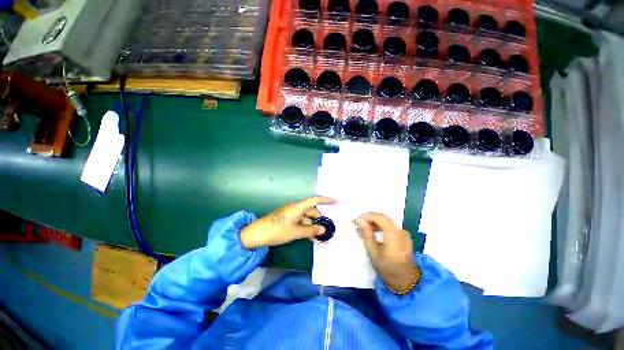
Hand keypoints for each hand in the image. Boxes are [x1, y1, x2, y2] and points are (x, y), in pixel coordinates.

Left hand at [240, 196, 336, 248]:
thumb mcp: (295, 232)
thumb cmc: (277, 231)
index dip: (326, 200)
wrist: (257, 235)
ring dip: (312, 226)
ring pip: (306, 218)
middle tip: (326, 229)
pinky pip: (300, 222)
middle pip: (311, 211)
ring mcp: (291, 214)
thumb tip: (323, 229)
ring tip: (319, 237)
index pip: (314, 200)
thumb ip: (310, 230)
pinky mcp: (287, 219)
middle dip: (319, 219)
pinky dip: (306, 228)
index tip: (336, 201)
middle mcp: (295, 208)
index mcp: (297, 207)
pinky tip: (310, 237)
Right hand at [354, 213, 417, 291]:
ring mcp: (404, 233)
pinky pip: (389, 225)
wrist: (405, 280)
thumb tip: (360, 221)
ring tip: (362, 229)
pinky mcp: (403, 235)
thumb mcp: (373, 254)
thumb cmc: (387, 269)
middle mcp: (401, 232)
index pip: (381, 219)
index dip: (368, 216)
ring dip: (373, 222)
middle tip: (357, 223)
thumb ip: (367, 235)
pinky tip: (371, 231)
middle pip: (383, 218)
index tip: (357, 219)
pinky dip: (379, 226)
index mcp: (395, 238)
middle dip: (369, 218)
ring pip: (386, 220)